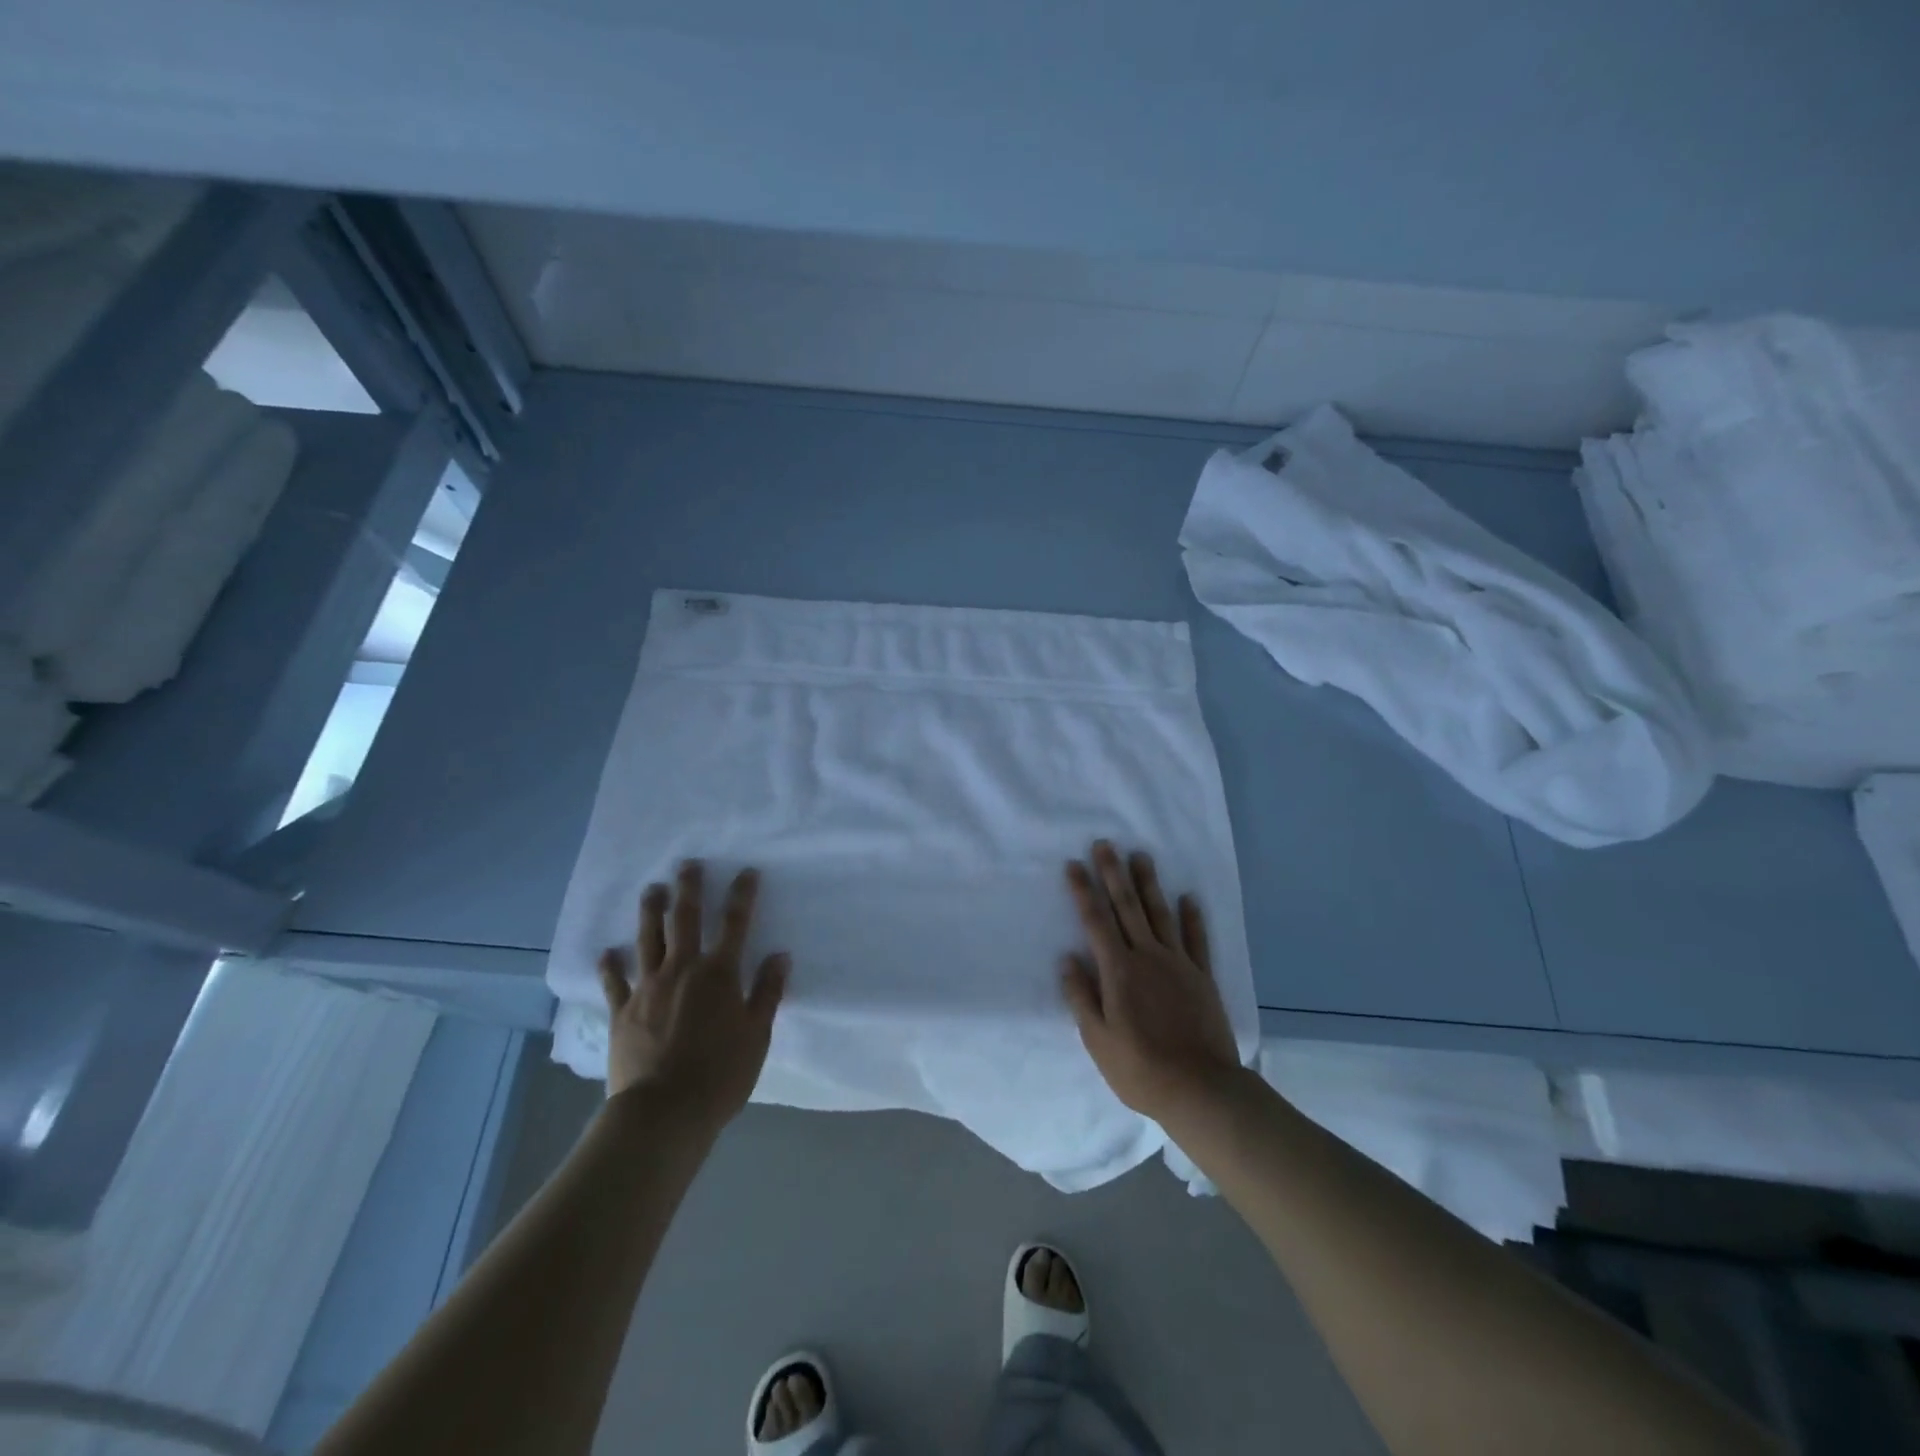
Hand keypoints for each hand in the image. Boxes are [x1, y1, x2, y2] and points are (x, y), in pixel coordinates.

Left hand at [597, 861, 789, 1122]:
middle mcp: (682, 970)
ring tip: (652, 889)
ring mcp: (648, 988)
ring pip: (648, 939)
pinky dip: (610, 965)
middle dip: (689, 889)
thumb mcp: (757, 1035)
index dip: (742, 895)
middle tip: (688, 864)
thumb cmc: (720, 1074)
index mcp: (719, 974)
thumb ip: (767, 992)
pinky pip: (614, 982)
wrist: (663, 1112)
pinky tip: (607, 952)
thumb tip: (779, 955)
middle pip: (685, 920)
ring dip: (650, 911)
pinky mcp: (622, 1011)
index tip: (746, 872)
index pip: (735, 923)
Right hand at [1060, 841, 1242, 1123]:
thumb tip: (1067, 959)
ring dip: (1148, 884)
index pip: (1095, 922)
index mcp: (1118, 971)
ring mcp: (1178, 964)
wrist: (1201, 1089)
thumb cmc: (1140, 1068)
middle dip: (1113, 874)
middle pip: (1127, 907)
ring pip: (1160, 914)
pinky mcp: (1202, 977)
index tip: (1074, 865)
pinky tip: (1189, 897)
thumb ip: (1081, 996)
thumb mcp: (1098, 1039)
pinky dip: (1192, 917)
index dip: (1083, 892)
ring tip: (1141, 856)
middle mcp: (1147, 957)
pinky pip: (1196, 939)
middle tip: (1105, 844)